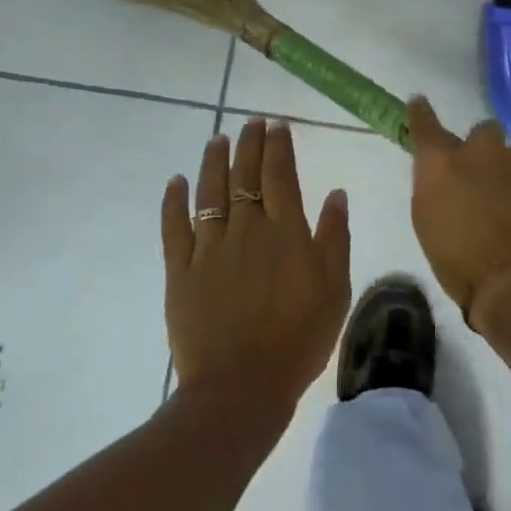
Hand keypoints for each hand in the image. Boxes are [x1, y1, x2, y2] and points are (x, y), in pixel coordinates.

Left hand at [161, 117, 349, 412]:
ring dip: (214, 162)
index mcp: (284, 232)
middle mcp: (245, 229)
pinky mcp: (181, 271)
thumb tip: (336, 193)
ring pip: (210, 193)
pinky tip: (176, 181)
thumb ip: (334, 238)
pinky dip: (174, 202)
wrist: (241, 387)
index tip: (278, 125)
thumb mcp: (334, 289)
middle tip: (252, 123)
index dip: (278, 146)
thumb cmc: (298, 339)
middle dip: (249, 144)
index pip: (279, 175)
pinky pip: (175, 228)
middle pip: (244, 175)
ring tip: (218, 139)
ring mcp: (209, 248)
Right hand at [405, 95, 510, 330]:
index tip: (420, 103)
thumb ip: (437, 190)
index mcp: (441, 164)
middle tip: (488, 180)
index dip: (422, 114)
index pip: (425, 126)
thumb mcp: (430, 226)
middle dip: (484, 151)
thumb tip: (447, 178)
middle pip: (482, 133)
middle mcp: (480, 149)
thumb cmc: (463, 267)